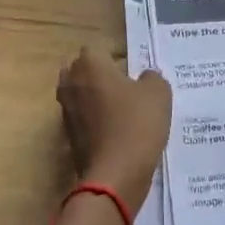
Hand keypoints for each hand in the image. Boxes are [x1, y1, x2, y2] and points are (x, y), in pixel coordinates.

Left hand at [57, 48, 171, 209]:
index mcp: (89, 65)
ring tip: (122, 108)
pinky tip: (116, 129)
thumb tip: (144, 78)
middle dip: (98, 74)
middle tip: (125, 85)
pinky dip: (94, 120)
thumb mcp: (158, 93)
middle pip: (81, 70)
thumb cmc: (137, 124)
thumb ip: (152, 77)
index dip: (115, 56)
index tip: (133, 69)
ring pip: (79, 94)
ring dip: (95, 97)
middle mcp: (71, 84)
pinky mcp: (68, 136)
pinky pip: (82, 118)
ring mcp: (66, 112)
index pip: (96, 49)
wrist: (115, 175)